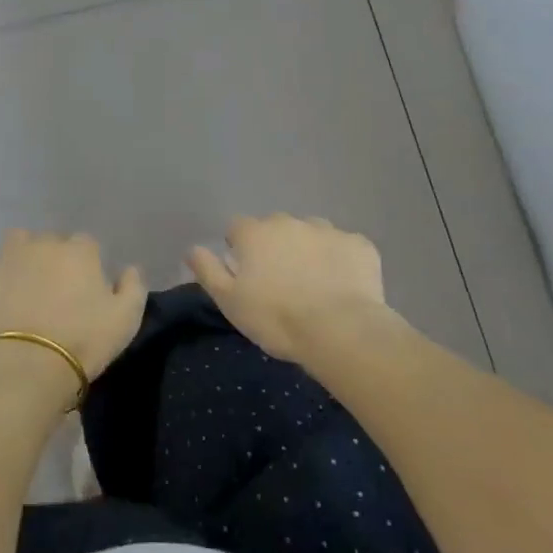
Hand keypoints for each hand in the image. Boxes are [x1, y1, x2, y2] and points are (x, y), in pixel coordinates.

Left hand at [0, 231, 146, 384]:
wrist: (28, 364)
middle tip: (54, 290)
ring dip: (21, 254)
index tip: (85, 288)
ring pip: (16, 241)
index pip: (86, 244)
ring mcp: (8, 256)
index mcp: (80, 251)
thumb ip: (133, 287)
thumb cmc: (84, 341)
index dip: (86, 265)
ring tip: (22, 281)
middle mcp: (43, 244)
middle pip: (51, 241)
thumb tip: (130, 269)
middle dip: (53, 258)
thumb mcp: (126, 319)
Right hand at [188, 214, 390, 364]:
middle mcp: (289, 222)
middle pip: (275, 228)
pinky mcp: (360, 245)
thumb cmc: (276, 318)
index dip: (239, 249)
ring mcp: (328, 230)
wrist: (340, 331)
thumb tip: (192, 248)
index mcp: (255, 233)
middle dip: (275, 247)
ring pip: (311, 234)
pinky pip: (344, 247)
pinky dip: (341, 261)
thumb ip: (208, 270)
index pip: (237, 229)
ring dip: (308, 251)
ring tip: (314, 285)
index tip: (247, 275)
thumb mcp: (229, 301)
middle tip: (281, 283)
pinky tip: (343, 286)